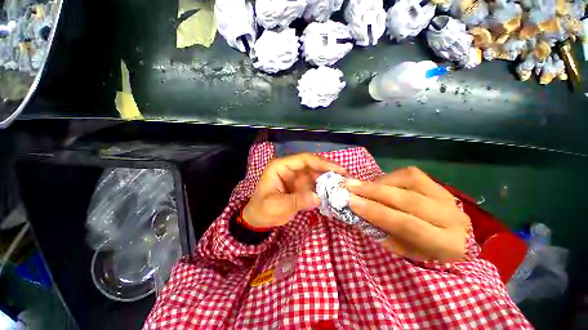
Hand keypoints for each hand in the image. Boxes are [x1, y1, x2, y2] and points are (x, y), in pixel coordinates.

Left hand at [243, 153, 346, 228]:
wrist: (258, 219)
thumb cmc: (263, 210)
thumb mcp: (277, 206)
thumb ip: (298, 201)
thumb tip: (318, 197)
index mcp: (281, 166)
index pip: (304, 159)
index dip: (321, 163)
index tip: (338, 169)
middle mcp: (290, 168)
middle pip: (312, 164)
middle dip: (328, 169)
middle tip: (346, 176)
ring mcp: (296, 176)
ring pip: (315, 173)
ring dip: (328, 178)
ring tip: (344, 184)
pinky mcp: (300, 185)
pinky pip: (314, 183)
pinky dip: (324, 186)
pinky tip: (334, 191)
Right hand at [346, 167, 469, 262]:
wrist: (458, 235)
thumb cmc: (429, 250)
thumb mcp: (407, 252)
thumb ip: (385, 235)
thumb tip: (360, 214)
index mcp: (446, 243)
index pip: (407, 224)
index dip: (376, 212)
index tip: (351, 202)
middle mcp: (451, 216)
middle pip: (407, 199)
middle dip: (373, 192)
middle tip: (349, 186)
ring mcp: (446, 195)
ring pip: (409, 181)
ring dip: (379, 182)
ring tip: (358, 183)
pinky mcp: (437, 183)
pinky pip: (409, 174)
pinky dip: (388, 177)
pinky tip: (376, 182)